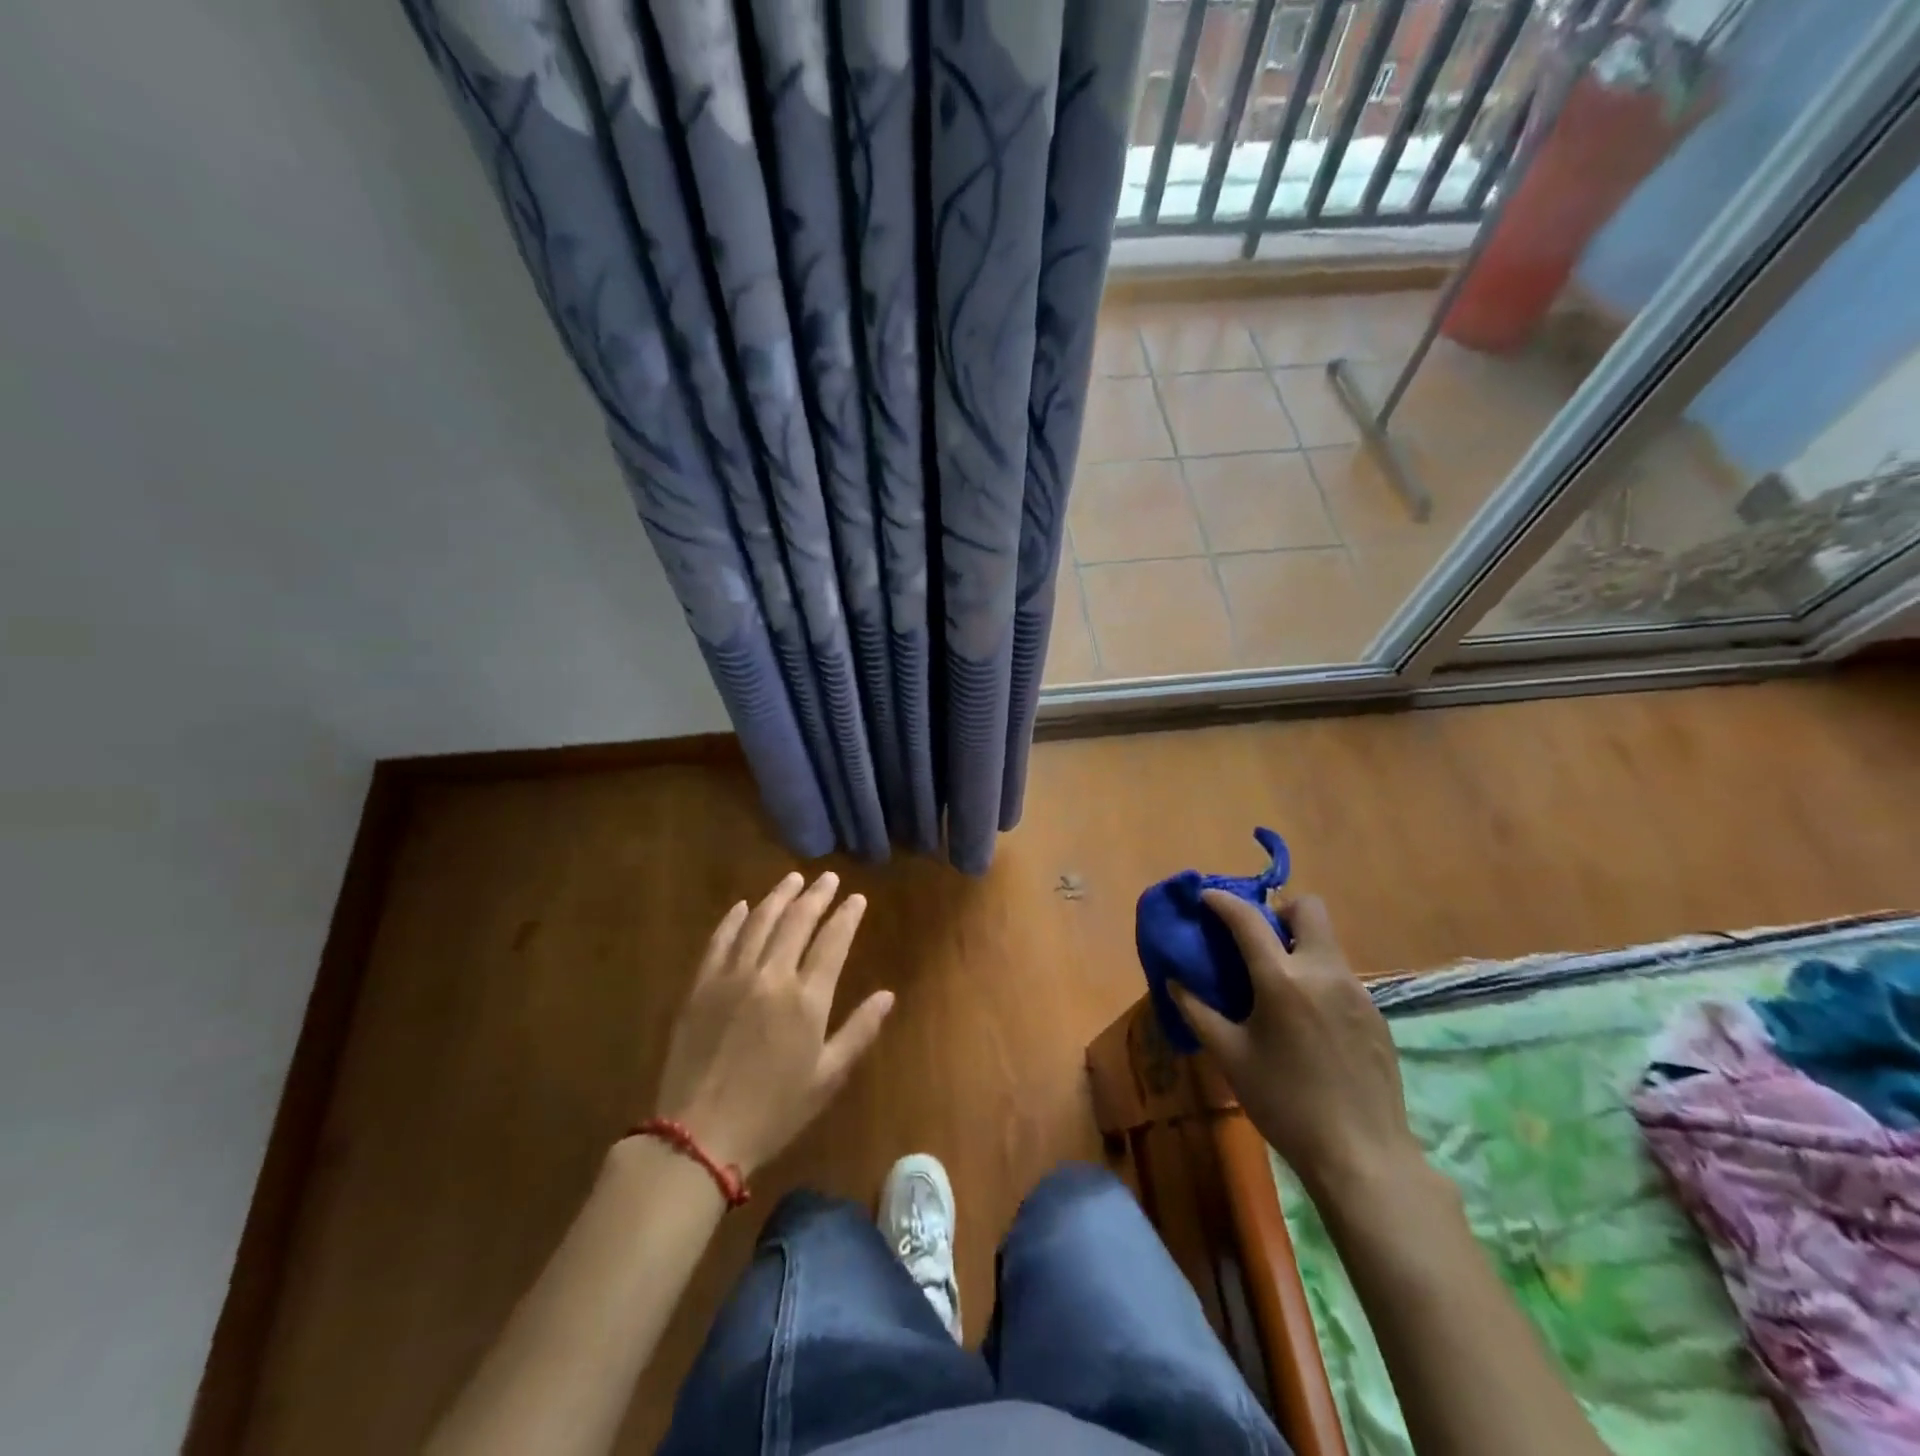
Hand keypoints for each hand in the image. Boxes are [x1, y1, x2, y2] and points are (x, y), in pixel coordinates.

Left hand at [651, 872, 892, 1175]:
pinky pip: (720, 941)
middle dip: (816, 895)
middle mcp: (771, 976)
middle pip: (797, 922)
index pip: (832, 941)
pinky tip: (743, 906)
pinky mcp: (701, 986)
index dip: (847, 916)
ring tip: (793, 879)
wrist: (700, 1136)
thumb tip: (888, 995)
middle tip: (828, 878)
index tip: (857, 898)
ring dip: (779, 896)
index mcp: (806, 999)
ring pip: (759, 922)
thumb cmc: (773, 1111)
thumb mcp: (827, 1078)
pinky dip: (733, 919)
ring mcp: (732, 977)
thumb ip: (859, 1031)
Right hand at [1172, 892, 1420, 1202]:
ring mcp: (1357, 991)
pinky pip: (1341, 974)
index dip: (1222, 901)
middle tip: (1257, 940)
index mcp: (1282, 979)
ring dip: (1298, 945)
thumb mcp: (1230, 1057)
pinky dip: (1318, 976)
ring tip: (1277, 983)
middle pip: (1308, 908)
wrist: (1363, 1156)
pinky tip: (1307, 1018)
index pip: (1248, 918)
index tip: (1205, 897)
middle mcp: (1324, 972)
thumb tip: (1174, 982)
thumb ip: (1198, 1011)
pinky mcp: (1376, 1013)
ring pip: (1327, 941)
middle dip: (1279, 911)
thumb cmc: (1285, 1104)